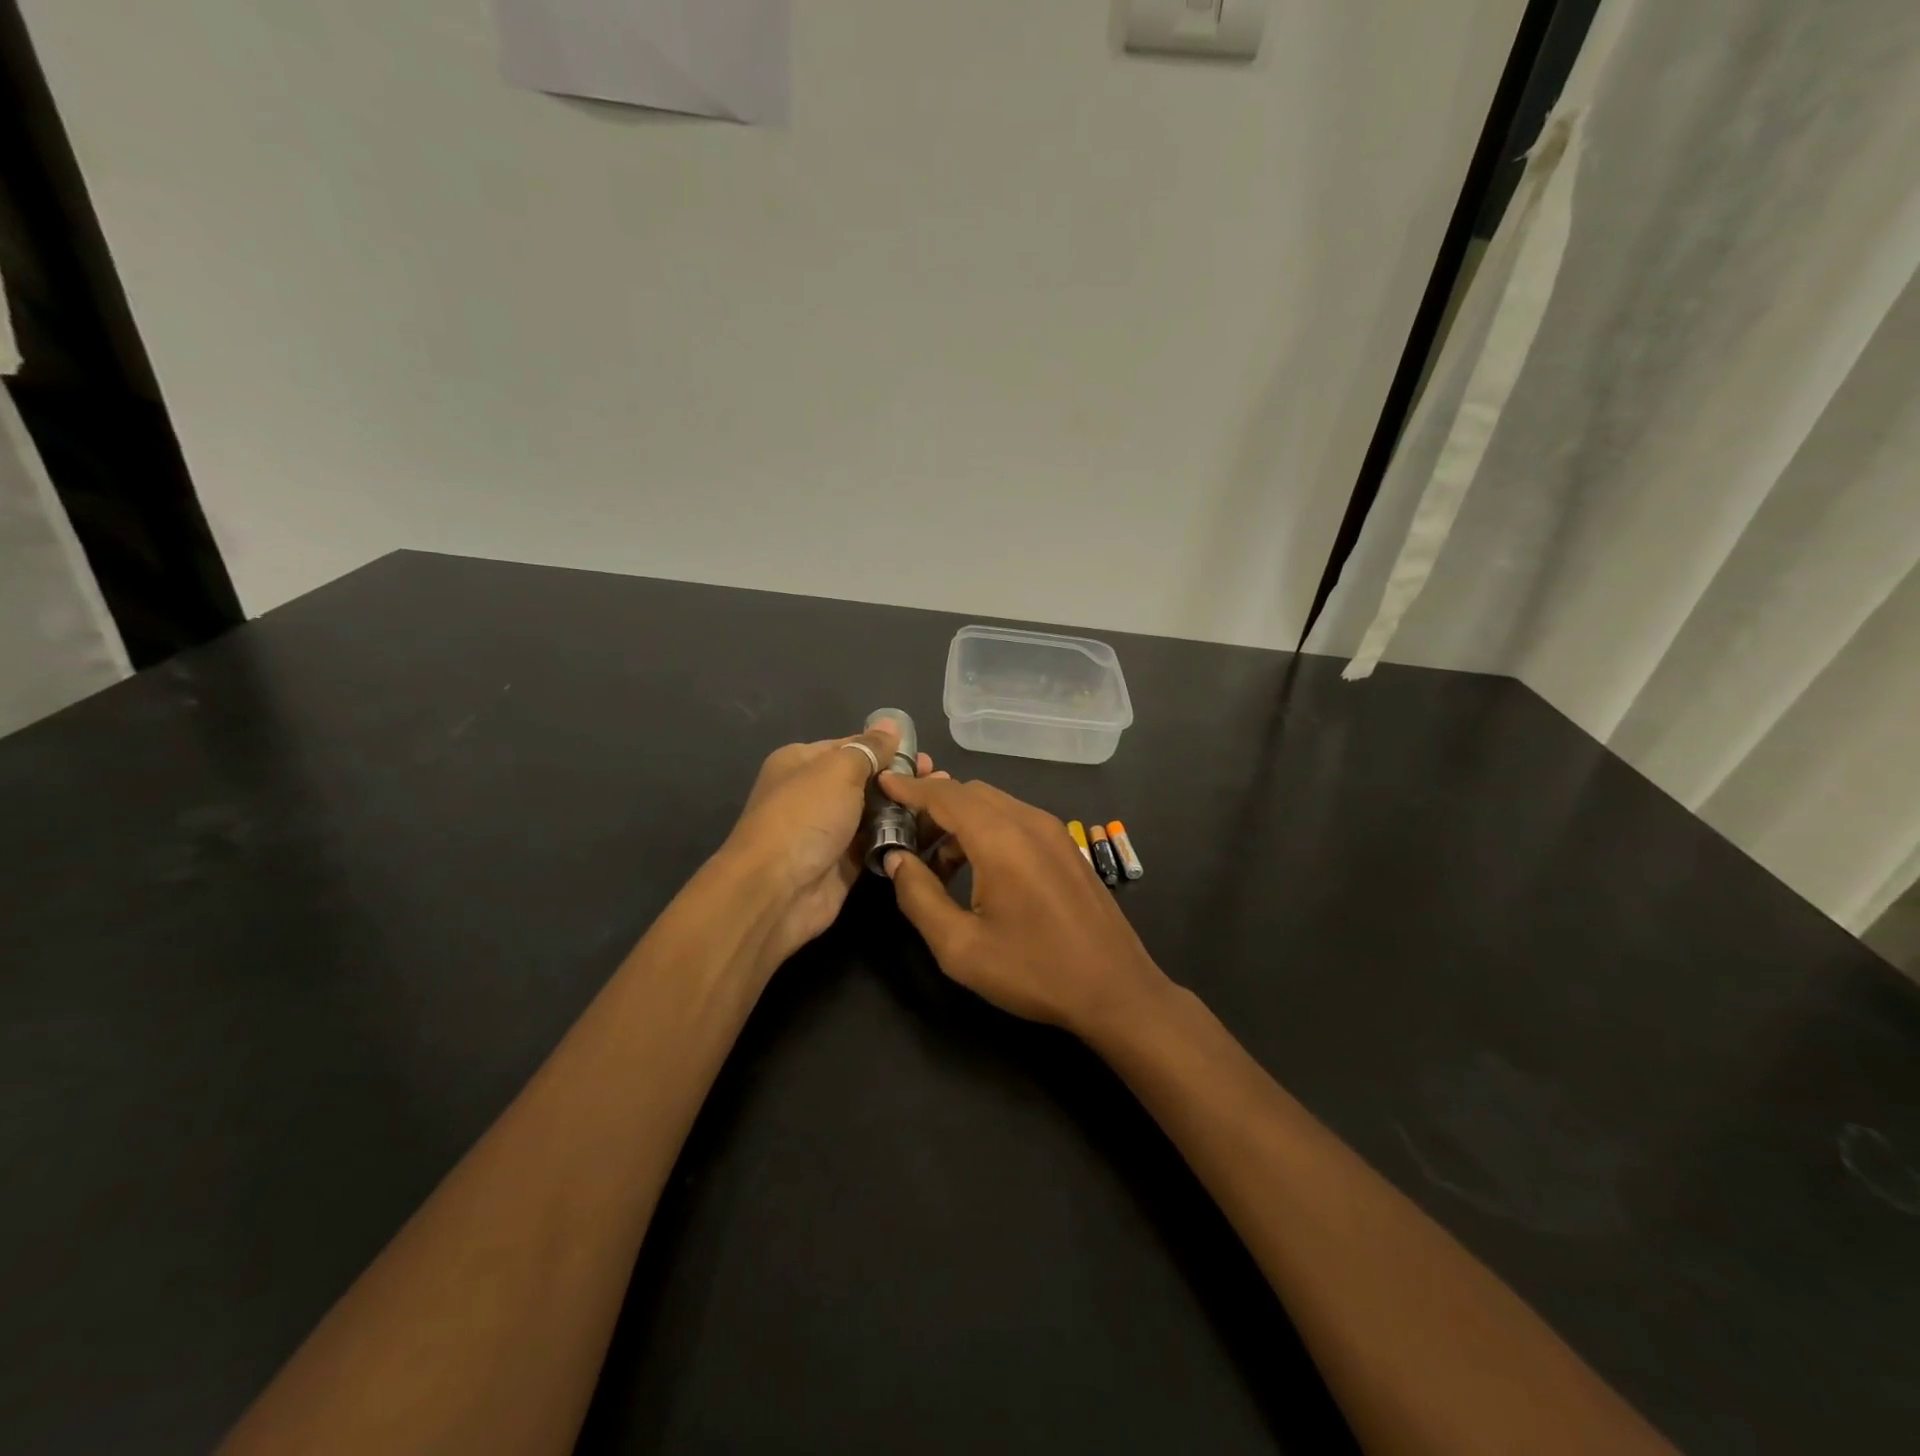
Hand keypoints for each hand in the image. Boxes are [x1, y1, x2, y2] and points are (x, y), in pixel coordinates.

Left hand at [722, 720, 944, 966]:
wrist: (777, 890)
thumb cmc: (805, 816)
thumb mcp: (838, 770)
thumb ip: (869, 748)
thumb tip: (890, 725)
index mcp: (802, 762)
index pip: (851, 746)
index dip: (886, 748)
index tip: (922, 754)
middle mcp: (813, 794)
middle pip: (866, 780)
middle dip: (901, 778)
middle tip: (937, 777)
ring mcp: (829, 830)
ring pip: (875, 813)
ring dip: (906, 807)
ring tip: (939, 803)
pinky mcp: (844, 864)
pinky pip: (878, 843)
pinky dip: (900, 837)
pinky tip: (931, 830)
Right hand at [877, 776, 1169, 1036]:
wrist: (1116, 989)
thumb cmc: (1034, 971)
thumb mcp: (961, 947)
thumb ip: (919, 897)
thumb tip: (898, 859)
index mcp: (1001, 839)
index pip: (945, 796)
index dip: (910, 787)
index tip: (882, 782)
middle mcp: (1029, 822)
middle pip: (970, 793)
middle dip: (933, 806)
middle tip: (905, 836)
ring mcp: (1054, 832)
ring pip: (995, 805)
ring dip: (960, 821)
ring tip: (937, 865)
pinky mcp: (1067, 847)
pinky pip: (1017, 820)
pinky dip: (986, 830)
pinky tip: (977, 871)